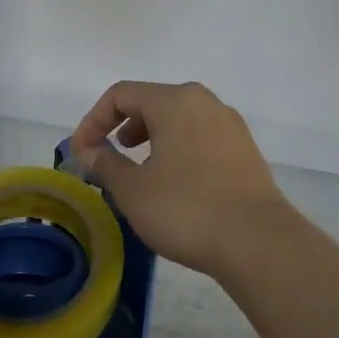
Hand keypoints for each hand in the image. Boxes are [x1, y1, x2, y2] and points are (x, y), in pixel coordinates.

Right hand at [68, 81, 295, 278]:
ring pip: (178, 120)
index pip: (120, 95)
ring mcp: (230, 126)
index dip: (92, 121)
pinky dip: (176, 150)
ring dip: (150, 139)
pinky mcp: (245, 151)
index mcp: (175, 101)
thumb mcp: (133, 189)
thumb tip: (89, 152)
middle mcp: (206, 103)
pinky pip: (200, 138)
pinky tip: (172, 183)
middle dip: (122, 127)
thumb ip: (106, 164)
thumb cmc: (185, 209)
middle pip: (152, 102)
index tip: (81, 154)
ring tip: (139, 170)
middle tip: (108, 157)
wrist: (257, 242)